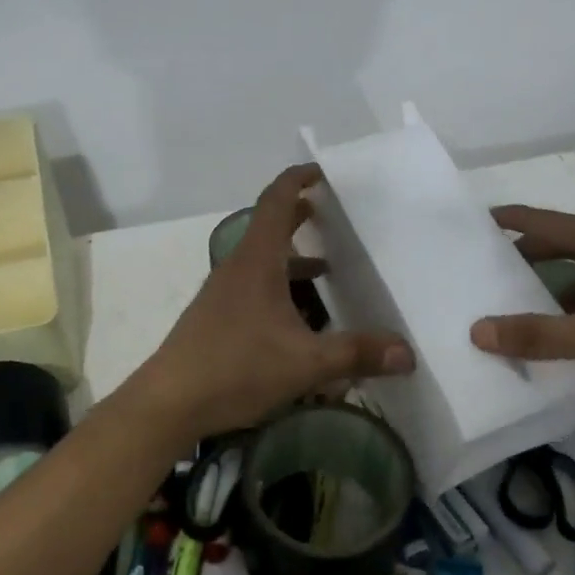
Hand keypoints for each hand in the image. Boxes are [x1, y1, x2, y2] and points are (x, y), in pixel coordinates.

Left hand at [130, 164, 413, 439]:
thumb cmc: (235, 368)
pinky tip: (298, 320)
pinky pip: (254, 287)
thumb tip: (407, 353)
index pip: (275, 202)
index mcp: (257, 262)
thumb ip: (356, 354)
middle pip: (269, 227)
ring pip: (263, 262)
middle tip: (329, 213)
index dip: (296, 180)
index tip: (320, 171)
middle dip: (299, 216)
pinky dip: (280, 288)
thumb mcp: (304, 363)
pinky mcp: (217, 318)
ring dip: (293, 259)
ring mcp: (223, 293)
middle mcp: (237, 268)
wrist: (167, 403)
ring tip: (327, 270)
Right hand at [469, 205, 574, 427]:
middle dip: (523, 259)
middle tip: (481, 274)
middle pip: (561, 248)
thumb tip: (476, 331)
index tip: (474, 222)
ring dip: (546, 294)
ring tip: (505, 310)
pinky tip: (549, 342)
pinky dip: (569, 320)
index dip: (512, 220)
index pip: (548, 222)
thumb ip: (539, 335)